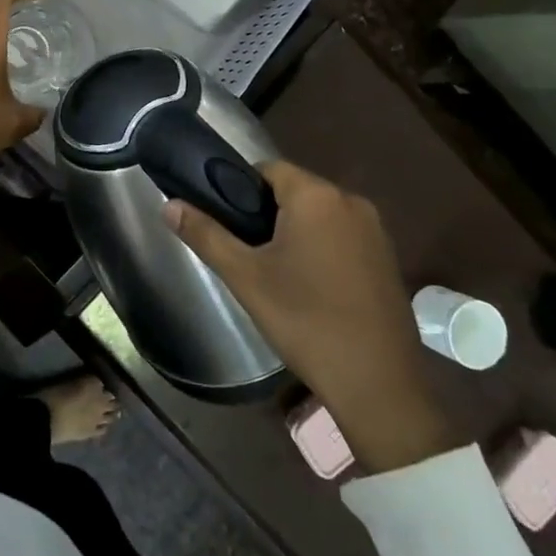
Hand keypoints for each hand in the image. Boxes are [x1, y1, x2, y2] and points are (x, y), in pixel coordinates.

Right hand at [165, 161, 455, 473]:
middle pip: (294, 190)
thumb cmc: (305, 321)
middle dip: (266, 213)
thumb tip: (168, 205)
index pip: (267, 169)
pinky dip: (322, 247)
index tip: (226, 221)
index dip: (240, 189)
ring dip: (295, 231)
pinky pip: (342, 235)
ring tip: (273, 271)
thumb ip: (205, 234)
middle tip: (245, 251)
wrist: (379, 385)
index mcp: (316, 196)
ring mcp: (375, 230)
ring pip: (319, 214)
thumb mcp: (245, 277)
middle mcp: (350, 201)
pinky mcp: (388, 257)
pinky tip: (310, 285)